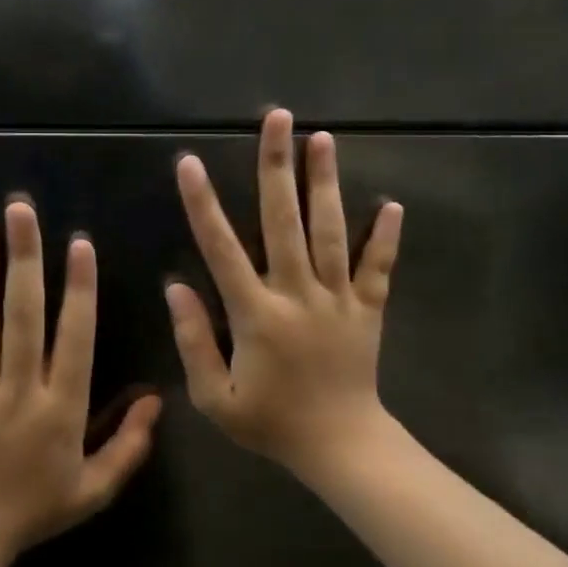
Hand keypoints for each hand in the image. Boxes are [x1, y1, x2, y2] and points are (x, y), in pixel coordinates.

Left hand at [0, 199, 162, 563]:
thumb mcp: (94, 489)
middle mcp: (17, 391)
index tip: (79, 244)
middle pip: (22, 315)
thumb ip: (129, 445)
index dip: (78, 289)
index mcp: (60, 410)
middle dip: (24, 259)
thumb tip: (156, 399)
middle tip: (20, 211)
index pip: (73, 338)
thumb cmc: (35, 509)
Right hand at [167, 108, 403, 477]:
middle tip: (277, 119)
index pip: (222, 249)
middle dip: (277, 167)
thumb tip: (175, 286)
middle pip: (285, 222)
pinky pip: (378, 268)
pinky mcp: (369, 310)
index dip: (203, 205)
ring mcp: (338, 299)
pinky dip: (385, 238)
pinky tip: (391, 205)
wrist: (341, 447)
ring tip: (322, 139)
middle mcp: (298, 295)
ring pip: (331, 232)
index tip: (190, 163)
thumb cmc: (271, 423)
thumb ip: (192, 340)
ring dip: (325, 184)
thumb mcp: (214, 397)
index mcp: (256, 315)